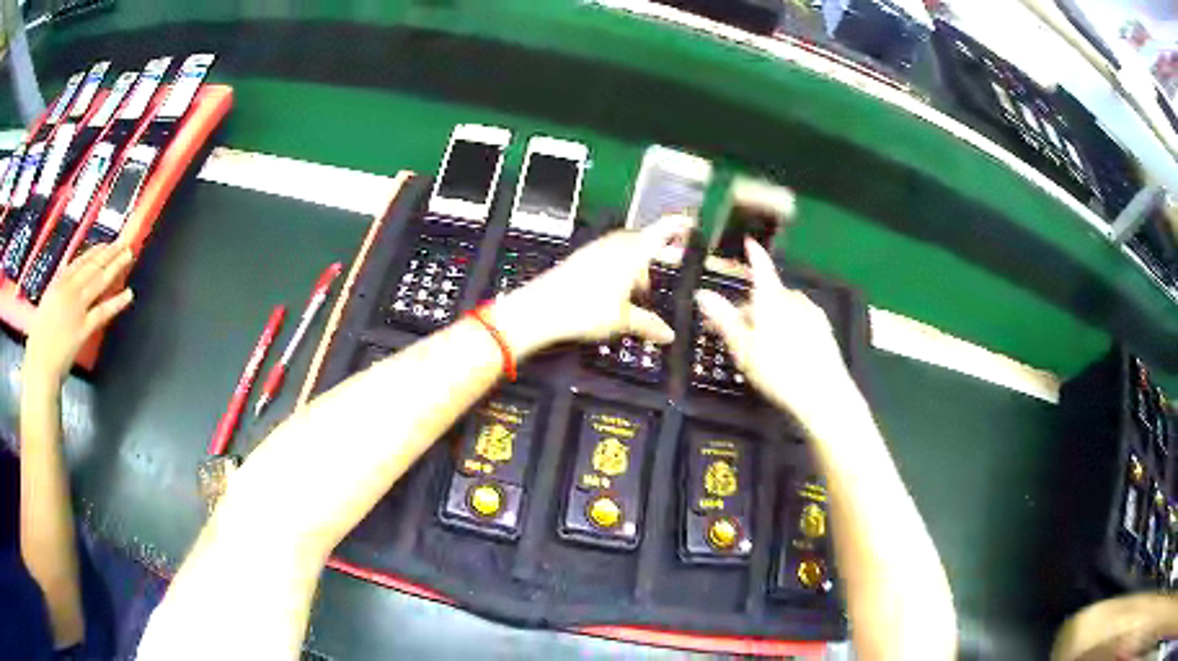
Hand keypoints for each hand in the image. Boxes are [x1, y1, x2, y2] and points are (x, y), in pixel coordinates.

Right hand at [25, 243, 134, 388]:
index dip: (94, 252)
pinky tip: (128, 294)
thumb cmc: (38, 340)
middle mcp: (68, 290)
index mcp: (57, 284)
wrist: (39, 364)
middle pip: (92, 267)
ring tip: (128, 256)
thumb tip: (66, 279)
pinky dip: (117, 302)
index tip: (106, 244)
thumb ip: (57, 291)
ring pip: (99, 281)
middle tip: (123, 243)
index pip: (79, 262)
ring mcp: (76, 308)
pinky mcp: (83, 328)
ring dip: (115, 266)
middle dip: (109, 253)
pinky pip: (102, 312)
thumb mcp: (46, 304)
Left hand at [489, 215, 692, 356]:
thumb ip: (648, 324)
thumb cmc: (581, 310)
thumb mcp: (623, 320)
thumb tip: (666, 333)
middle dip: (657, 251)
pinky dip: (620, 265)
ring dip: (638, 260)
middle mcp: (614, 246)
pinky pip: (608, 255)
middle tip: (669, 263)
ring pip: (625, 248)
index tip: (690, 222)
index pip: (661, 231)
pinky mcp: (581, 259)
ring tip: (641, 285)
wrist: (540, 309)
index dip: (677, 226)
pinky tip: (617, 286)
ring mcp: (595, 250)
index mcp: (631, 253)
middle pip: (643, 240)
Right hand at [695, 239, 858, 430]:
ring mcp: (812, 314)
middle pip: (768, 295)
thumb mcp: (743, 348)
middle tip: (734, 330)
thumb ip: (723, 319)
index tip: (749, 243)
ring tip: (758, 344)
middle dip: (750, 306)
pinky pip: (798, 320)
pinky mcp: (823, 330)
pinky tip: (783, 349)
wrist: (824, 395)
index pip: (761, 268)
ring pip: (783, 308)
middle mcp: (794, 300)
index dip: (754, 254)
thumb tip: (702, 294)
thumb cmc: (778, 371)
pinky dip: (787, 326)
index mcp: (772, 299)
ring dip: (769, 317)